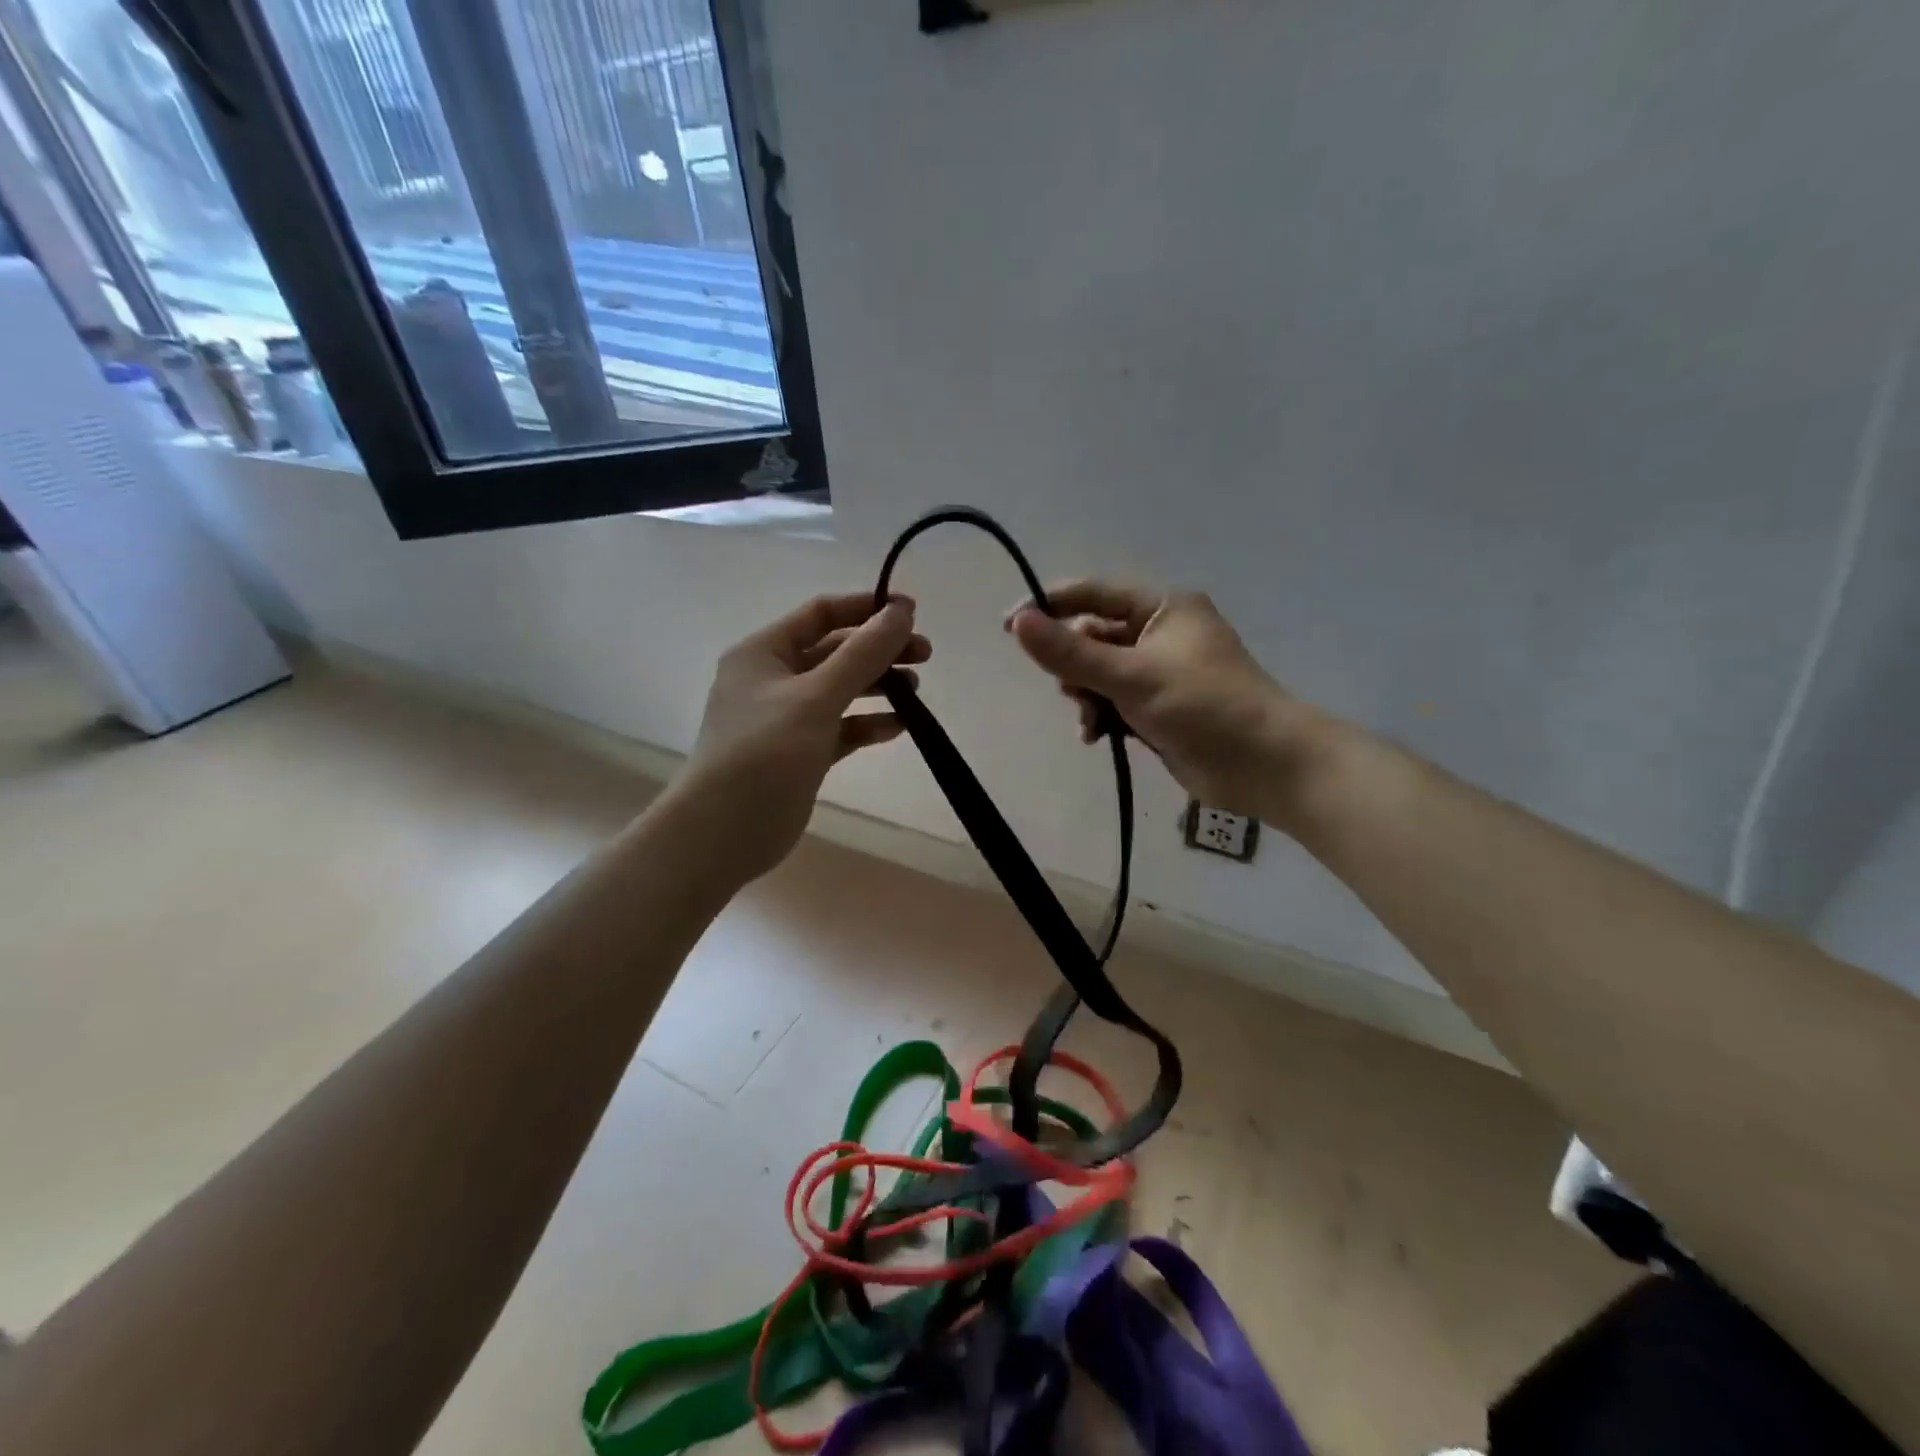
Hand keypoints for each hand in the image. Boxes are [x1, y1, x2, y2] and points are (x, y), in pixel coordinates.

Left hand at [677, 592, 926, 882]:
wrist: (724, 832)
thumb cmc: (765, 753)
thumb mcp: (816, 697)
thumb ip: (863, 654)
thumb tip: (902, 611)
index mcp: (764, 652)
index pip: (821, 614)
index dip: (866, 609)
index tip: (912, 614)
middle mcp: (773, 679)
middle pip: (835, 651)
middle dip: (879, 650)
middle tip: (925, 655)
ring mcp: (786, 718)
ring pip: (840, 690)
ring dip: (877, 686)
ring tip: (915, 692)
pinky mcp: (800, 752)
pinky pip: (840, 727)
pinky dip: (867, 724)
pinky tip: (899, 728)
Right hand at [1007, 583, 1295, 818]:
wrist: (1265, 765)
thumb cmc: (1203, 706)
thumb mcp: (1131, 676)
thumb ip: (1071, 653)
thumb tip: (1017, 622)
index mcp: (1162, 607)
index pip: (1092, 594)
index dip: (1049, 607)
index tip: (1009, 626)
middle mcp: (1160, 633)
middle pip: (1093, 637)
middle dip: (1074, 666)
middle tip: (1070, 690)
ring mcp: (1161, 672)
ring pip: (1100, 674)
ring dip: (1087, 697)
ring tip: (1090, 723)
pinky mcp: (1160, 707)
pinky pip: (1115, 701)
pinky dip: (1102, 716)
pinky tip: (1097, 738)